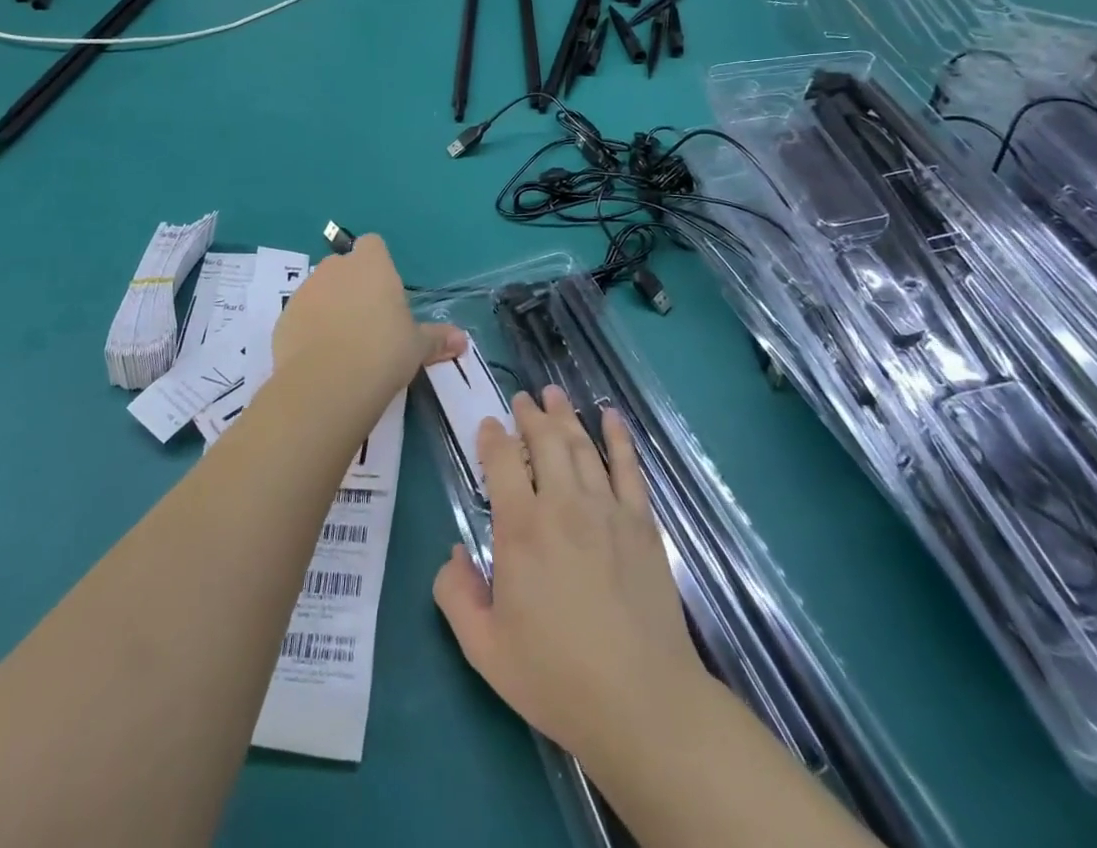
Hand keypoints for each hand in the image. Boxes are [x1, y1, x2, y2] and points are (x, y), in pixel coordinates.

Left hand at [272, 234, 465, 399]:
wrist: (328, 383)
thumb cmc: (383, 352)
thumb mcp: (417, 347)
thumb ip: (437, 339)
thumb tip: (462, 340)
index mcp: (372, 265)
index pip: (373, 245)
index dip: (378, 264)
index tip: (385, 292)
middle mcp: (335, 269)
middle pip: (343, 267)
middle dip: (352, 286)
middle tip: (368, 321)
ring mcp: (305, 292)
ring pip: (319, 290)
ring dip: (328, 307)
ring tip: (343, 344)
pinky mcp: (283, 318)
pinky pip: (300, 317)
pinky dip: (308, 330)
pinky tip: (320, 358)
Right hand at [432, 386, 707, 765]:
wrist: (641, 701)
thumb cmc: (556, 677)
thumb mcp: (484, 649)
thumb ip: (456, 595)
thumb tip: (454, 552)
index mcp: (521, 529)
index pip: (503, 461)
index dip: (493, 437)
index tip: (489, 425)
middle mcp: (563, 504)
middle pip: (545, 441)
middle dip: (530, 415)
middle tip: (523, 399)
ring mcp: (606, 508)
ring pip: (582, 446)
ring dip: (565, 416)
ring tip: (554, 394)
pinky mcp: (641, 521)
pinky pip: (628, 467)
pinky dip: (618, 437)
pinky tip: (611, 417)